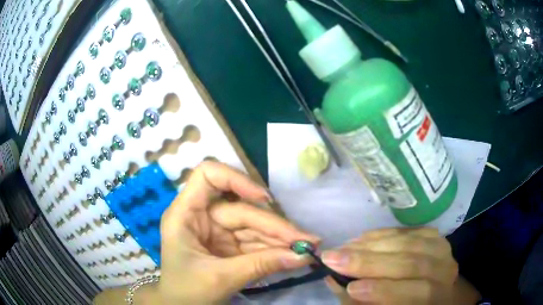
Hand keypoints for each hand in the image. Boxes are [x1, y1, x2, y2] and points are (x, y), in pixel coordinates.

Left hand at [158, 161, 318, 303]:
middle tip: (307, 241)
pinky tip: (293, 255)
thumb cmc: (187, 292)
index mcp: (185, 214)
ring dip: (280, 239)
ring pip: (253, 226)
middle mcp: (202, 216)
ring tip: (308, 248)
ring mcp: (217, 230)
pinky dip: (274, 249)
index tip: (263, 198)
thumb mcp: (221, 278)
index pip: (208, 176)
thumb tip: (303, 255)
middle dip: (275, 227)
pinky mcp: (229, 244)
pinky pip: (255, 241)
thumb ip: (261, 265)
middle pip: (242, 209)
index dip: (236, 179)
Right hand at [323, 228, 460, 303]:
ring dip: (372, 244)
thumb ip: (360, 300)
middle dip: (370, 261)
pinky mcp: (433, 235)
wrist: (432, 290)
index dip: (385, 289)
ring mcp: (442, 248)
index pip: (416, 291)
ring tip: (344, 247)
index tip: (350, 287)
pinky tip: (362, 237)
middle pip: (411, 262)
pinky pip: (407, 230)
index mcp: (437, 297)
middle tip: (334, 257)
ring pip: (408, 242)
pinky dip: (382, 233)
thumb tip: (333, 280)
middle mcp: (445, 271)